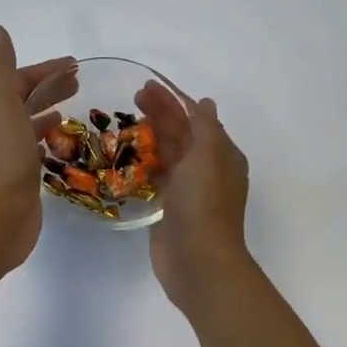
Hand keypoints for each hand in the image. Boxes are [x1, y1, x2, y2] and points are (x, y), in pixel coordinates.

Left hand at [0, 26, 75, 272]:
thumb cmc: (2, 157)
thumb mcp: (0, 103)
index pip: (18, 80)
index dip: (45, 70)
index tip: (75, 65)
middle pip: (24, 101)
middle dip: (49, 88)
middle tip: (79, 83)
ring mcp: (8, 157)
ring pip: (29, 126)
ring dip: (48, 114)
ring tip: (73, 110)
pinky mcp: (21, 180)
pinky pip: (35, 152)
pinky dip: (48, 142)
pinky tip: (62, 145)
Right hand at [137, 81, 252, 313]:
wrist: (198, 260)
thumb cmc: (203, 205)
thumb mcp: (208, 157)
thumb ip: (205, 128)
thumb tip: (205, 103)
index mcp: (221, 155)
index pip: (196, 118)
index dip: (173, 100)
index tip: (147, 86)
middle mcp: (206, 169)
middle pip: (181, 133)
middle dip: (159, 114)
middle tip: (131, 97)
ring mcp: (188, 190)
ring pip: (168, 155)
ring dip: (150, 137)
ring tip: (125, 121)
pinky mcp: (169, 208)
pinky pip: (157, 178)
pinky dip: (145, 164)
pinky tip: (128, 156)